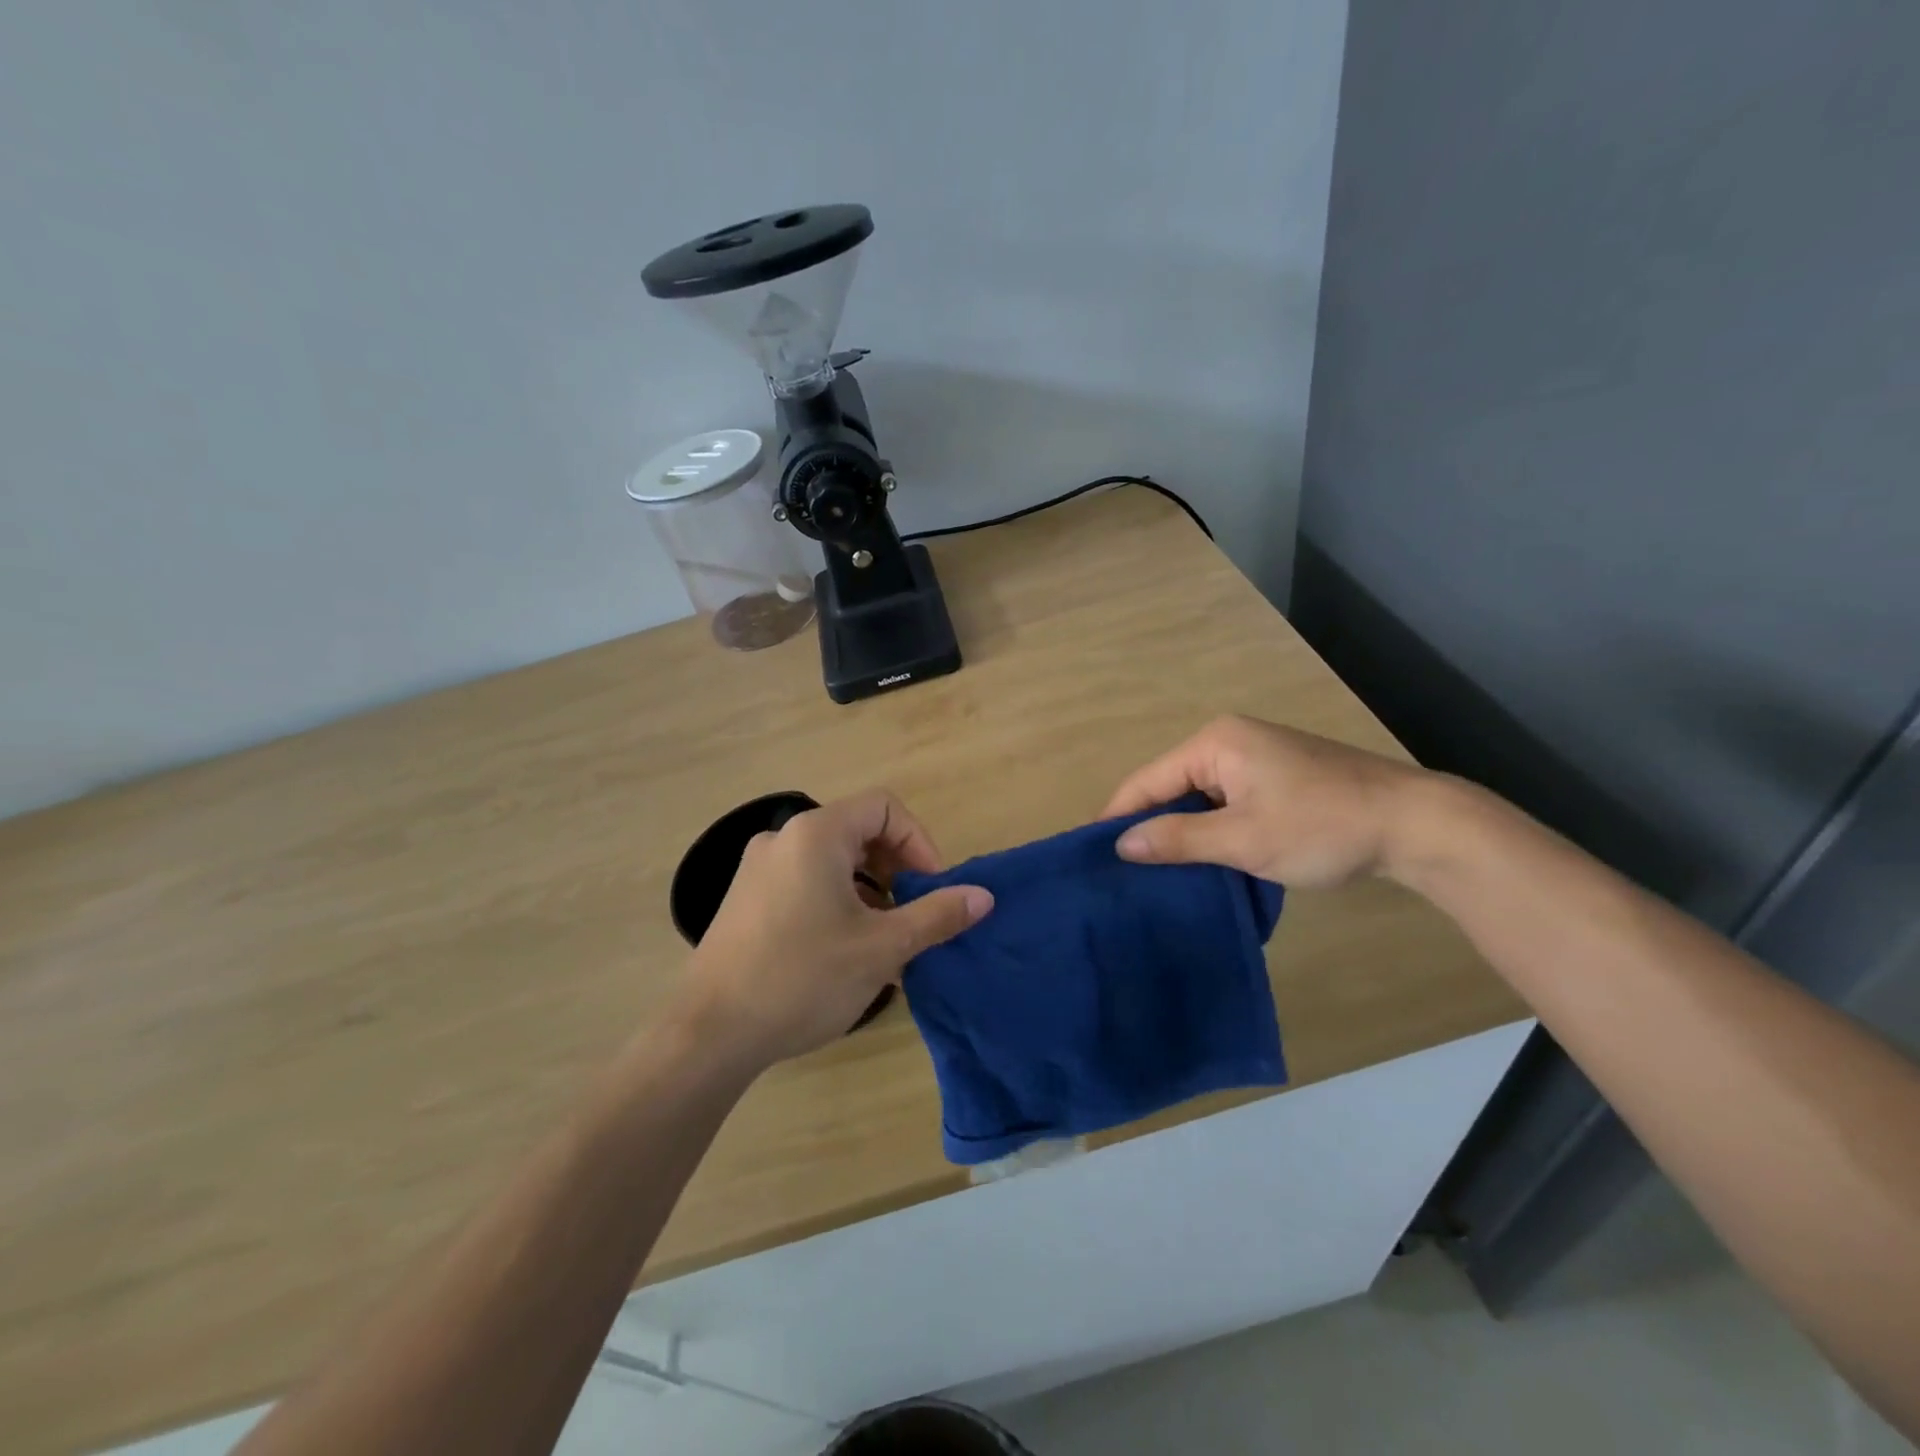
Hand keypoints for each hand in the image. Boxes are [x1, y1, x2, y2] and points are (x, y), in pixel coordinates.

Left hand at [680, 790, 992, 1069]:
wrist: (709, 1034)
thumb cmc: (802, 978)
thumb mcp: (881, 948)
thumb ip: (936, 916)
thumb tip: (983, 896)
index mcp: (816, 834)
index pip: (884, 807)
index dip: (919, 841)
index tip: (932, 888)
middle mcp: (783, 838)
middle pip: (858, 831)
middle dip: (896, 868)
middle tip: (913, 914)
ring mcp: (758, 869)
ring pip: (832, 861)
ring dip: (869, 889)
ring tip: (884, 939)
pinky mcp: (746, 899)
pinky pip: (806, 882)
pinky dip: (837, 901)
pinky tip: (846, 950)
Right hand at [1104, 715, 1438, 887]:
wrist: (1417, 825)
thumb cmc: (1322, 827)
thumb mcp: (1244, 839)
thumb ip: (1179, 839)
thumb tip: (1121, 844)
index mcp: (1215, 743)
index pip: (1147, 780)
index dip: (1118, 817)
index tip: (1092, 856)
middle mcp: (1230, 741)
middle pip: (1171, 786)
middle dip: (1151, 826)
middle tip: (1124, 872)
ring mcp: (1256, 758)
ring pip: (1200, 797)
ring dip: (1183, 831)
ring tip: (1157, 872)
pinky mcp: (1277, 778)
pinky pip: (1227, 802)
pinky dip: (1213, 829)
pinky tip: (1203, 859)